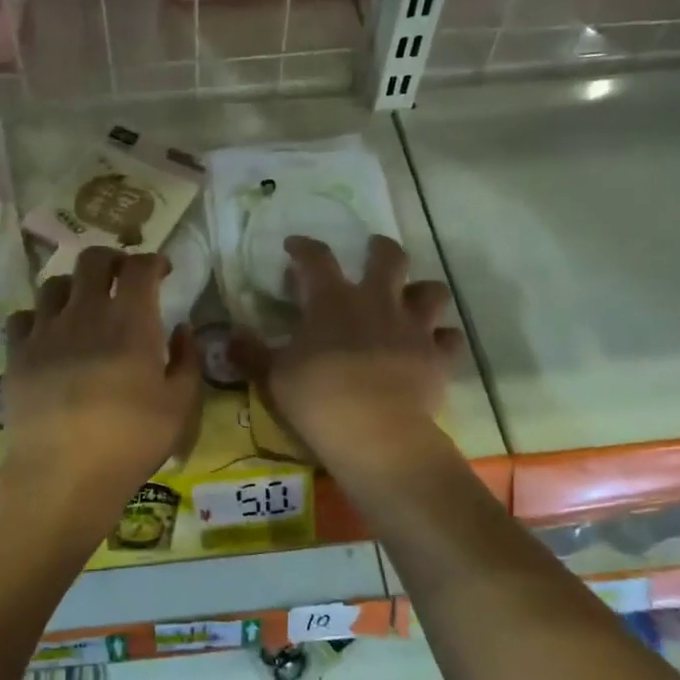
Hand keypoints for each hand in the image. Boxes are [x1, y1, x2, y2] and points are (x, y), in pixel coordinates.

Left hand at [1, 246, 198, 503]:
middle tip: (123, 276)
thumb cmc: (130, 441)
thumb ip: (187, 361)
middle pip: (92, 260)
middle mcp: (85, 313)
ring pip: (54, 283)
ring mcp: (45, 331)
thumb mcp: (180, 406)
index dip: (154, 261)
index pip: (140, 267)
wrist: (62, 473)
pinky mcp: (17, 354)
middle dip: (112, 259)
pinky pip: (23, 317)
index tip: (163, 271)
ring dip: (74, 286)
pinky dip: (39, 317)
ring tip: (83, 304)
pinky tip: (48, 334)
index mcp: (130, 321)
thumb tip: (182, 329)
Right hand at [234, 235, 463, 477]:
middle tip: (373, 253)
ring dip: (421, 292)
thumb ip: (251, 353)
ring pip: (432, 291)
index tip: (294, 246)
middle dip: (380, 249)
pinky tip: (433, 348)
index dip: (304, 247)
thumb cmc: (317, 398)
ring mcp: (413, 328)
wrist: (375, 432)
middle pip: (389, 257)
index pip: (316, 258)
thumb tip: (229, 336)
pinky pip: (450, 339)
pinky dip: (442, 340)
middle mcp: (377, 302)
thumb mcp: (273, 376)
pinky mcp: (438, 357)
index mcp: (332, 301)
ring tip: (411, 302)